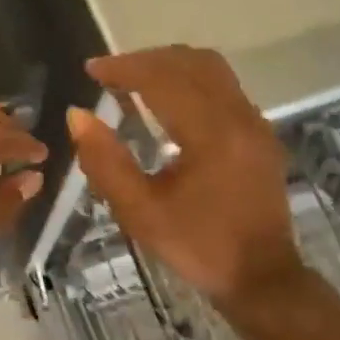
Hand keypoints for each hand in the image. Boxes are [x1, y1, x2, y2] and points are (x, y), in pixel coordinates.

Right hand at [69, 46, 305, 309]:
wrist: (262, 279)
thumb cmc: (197, 246)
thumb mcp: (140, 212)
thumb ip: (105, 162)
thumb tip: (77, 115)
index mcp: (211, 133)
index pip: (163, 78)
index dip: (124, 67)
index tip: (92, 70)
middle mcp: (239, 116)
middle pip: (191, 62)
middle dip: (146, 60)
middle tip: (111, 73)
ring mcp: (255, 123)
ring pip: (212, 69)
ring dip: (171, 65)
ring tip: (136, 79)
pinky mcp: (260, 134)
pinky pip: (224, 86)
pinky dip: (191, 80)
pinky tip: (169, 101)